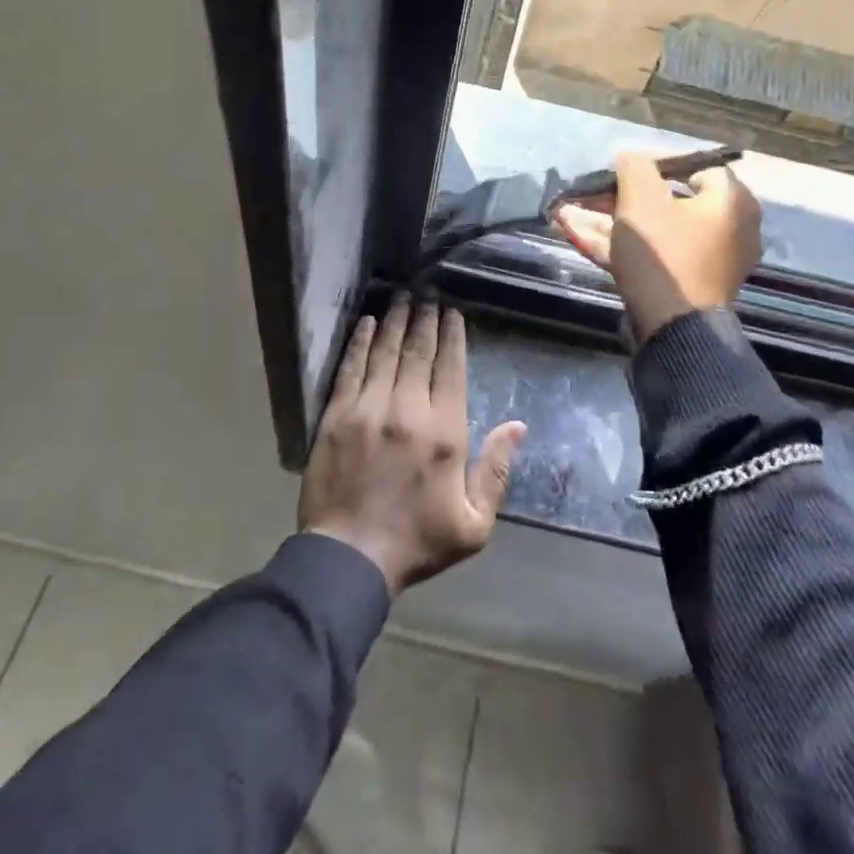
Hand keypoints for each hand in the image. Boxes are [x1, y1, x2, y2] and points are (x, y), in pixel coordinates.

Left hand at [299, 294, 526, 595]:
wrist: (349, 558)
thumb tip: (516, 426)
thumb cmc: (416, 542)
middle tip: (428, 295)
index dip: (452, 336)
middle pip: (419, 352)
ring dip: (395, 321)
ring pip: (386, 352)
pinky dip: (360, 342)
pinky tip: (367, 324)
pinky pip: (350, 368)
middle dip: (425, 319)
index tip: (452, 313)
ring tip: (402, 297)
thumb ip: (497, 471)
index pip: (451, 368)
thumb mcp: (473, 524)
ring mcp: (368, 409)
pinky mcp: (336, 416)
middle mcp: (408, 409)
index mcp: (444, 432)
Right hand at [554, 151, 761, 344]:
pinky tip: (576, 236)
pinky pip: (652, 255)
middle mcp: (729, 228)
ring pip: (652, 230)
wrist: (674, 329)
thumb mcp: (641, 199)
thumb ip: (634, 167)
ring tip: (566, 214)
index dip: (653, 163)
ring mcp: (708, 260)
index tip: (619, 169)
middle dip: (617, 197)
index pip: (693, 166)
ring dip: (608, 221)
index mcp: (731, 200)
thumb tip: (630, 157)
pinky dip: (619, 246)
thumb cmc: (664, 253)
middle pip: (666, 201)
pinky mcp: (686, 284)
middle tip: (587, 194)